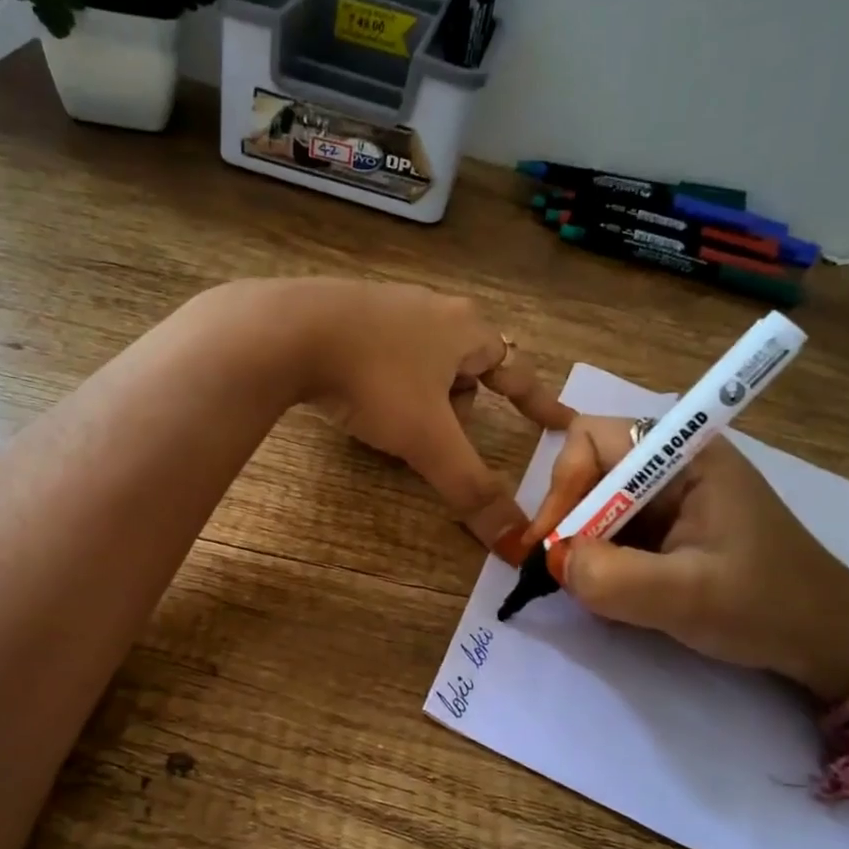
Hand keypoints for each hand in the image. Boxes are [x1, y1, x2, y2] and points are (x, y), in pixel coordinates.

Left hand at [284, 280, 571, 555]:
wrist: (287, 332)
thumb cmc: (375, 380)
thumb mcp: (427, 440)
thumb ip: (471, 489)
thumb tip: (516, 544)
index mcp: (466, 330)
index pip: (517, 372)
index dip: (539, 403)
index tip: (561, 421)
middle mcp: (433, 309)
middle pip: (467, 366)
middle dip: (460, 405)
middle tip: (441, 435)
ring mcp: (387, 305)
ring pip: (423, 360)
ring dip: (420, 395)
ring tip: (392, 421)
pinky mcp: (345, 311)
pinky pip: (383, 353)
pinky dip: (383, 380)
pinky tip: (357, 396)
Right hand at [528, 416, 848, 702]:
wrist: (826, 641)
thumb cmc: (766, 607)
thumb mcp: (687, 596)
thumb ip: (612, 576)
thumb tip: (554, 561)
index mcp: (684, 455)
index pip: (592, 438)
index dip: (564, 483)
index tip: (556, 541)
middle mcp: (671, 464)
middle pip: (587, 468)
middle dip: (567, 517)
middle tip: (557, 570)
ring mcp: (669, 497)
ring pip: (594, 503)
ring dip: (580, 543)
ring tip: (584, 586)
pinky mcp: (667, 528)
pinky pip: (611, 529)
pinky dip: (598, 559)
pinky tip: (609, 591)